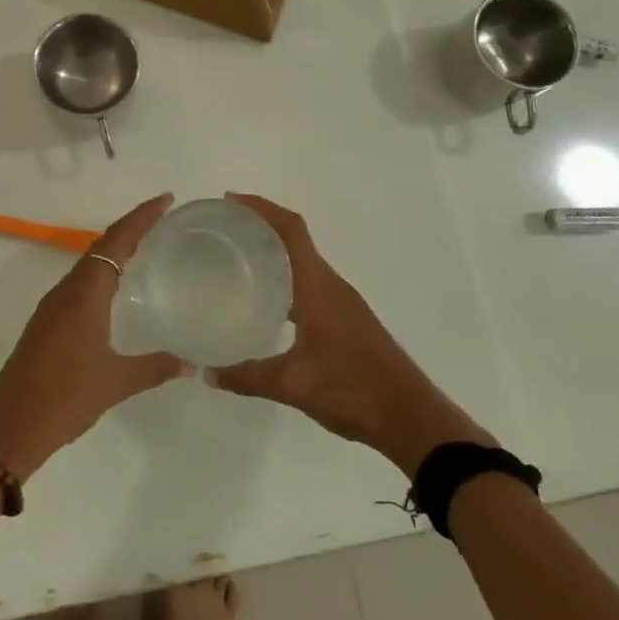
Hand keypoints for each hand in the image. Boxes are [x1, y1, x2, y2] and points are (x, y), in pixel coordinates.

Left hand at [0, 194, 188, 481]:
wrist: (9, 427)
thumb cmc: (65, 396)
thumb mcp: (116, 381)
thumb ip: (155, 367)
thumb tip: (190, 363)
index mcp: (85, 292)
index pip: (117, 241)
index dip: (141, 217)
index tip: (165, 200)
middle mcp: (67, 290)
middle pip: (102, 245)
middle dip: (131, 227)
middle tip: (162, 217)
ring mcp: (53, 306)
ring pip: (88, 263)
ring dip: (115, 249)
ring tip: (144, 246)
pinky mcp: (47, 323)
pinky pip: (80, 283)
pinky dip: (102, 272)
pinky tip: (115, 289)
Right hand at [206, 194, 493, 473]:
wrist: (411, 418)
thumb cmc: (353, 390)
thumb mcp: (292, 385)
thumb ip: (247, 377)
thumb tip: (208, 372)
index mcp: (318, 287)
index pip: (291, 230)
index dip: (262, 208)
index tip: (231, 201)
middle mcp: (331, 285)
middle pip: (295, 239)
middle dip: (261, 226)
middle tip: (224, 230)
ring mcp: (342, 302)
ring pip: (304, 262)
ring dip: (274, 252)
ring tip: (238, 260)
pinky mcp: (347, 319)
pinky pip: (310, 283)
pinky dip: (286, 278)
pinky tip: (268, 302)